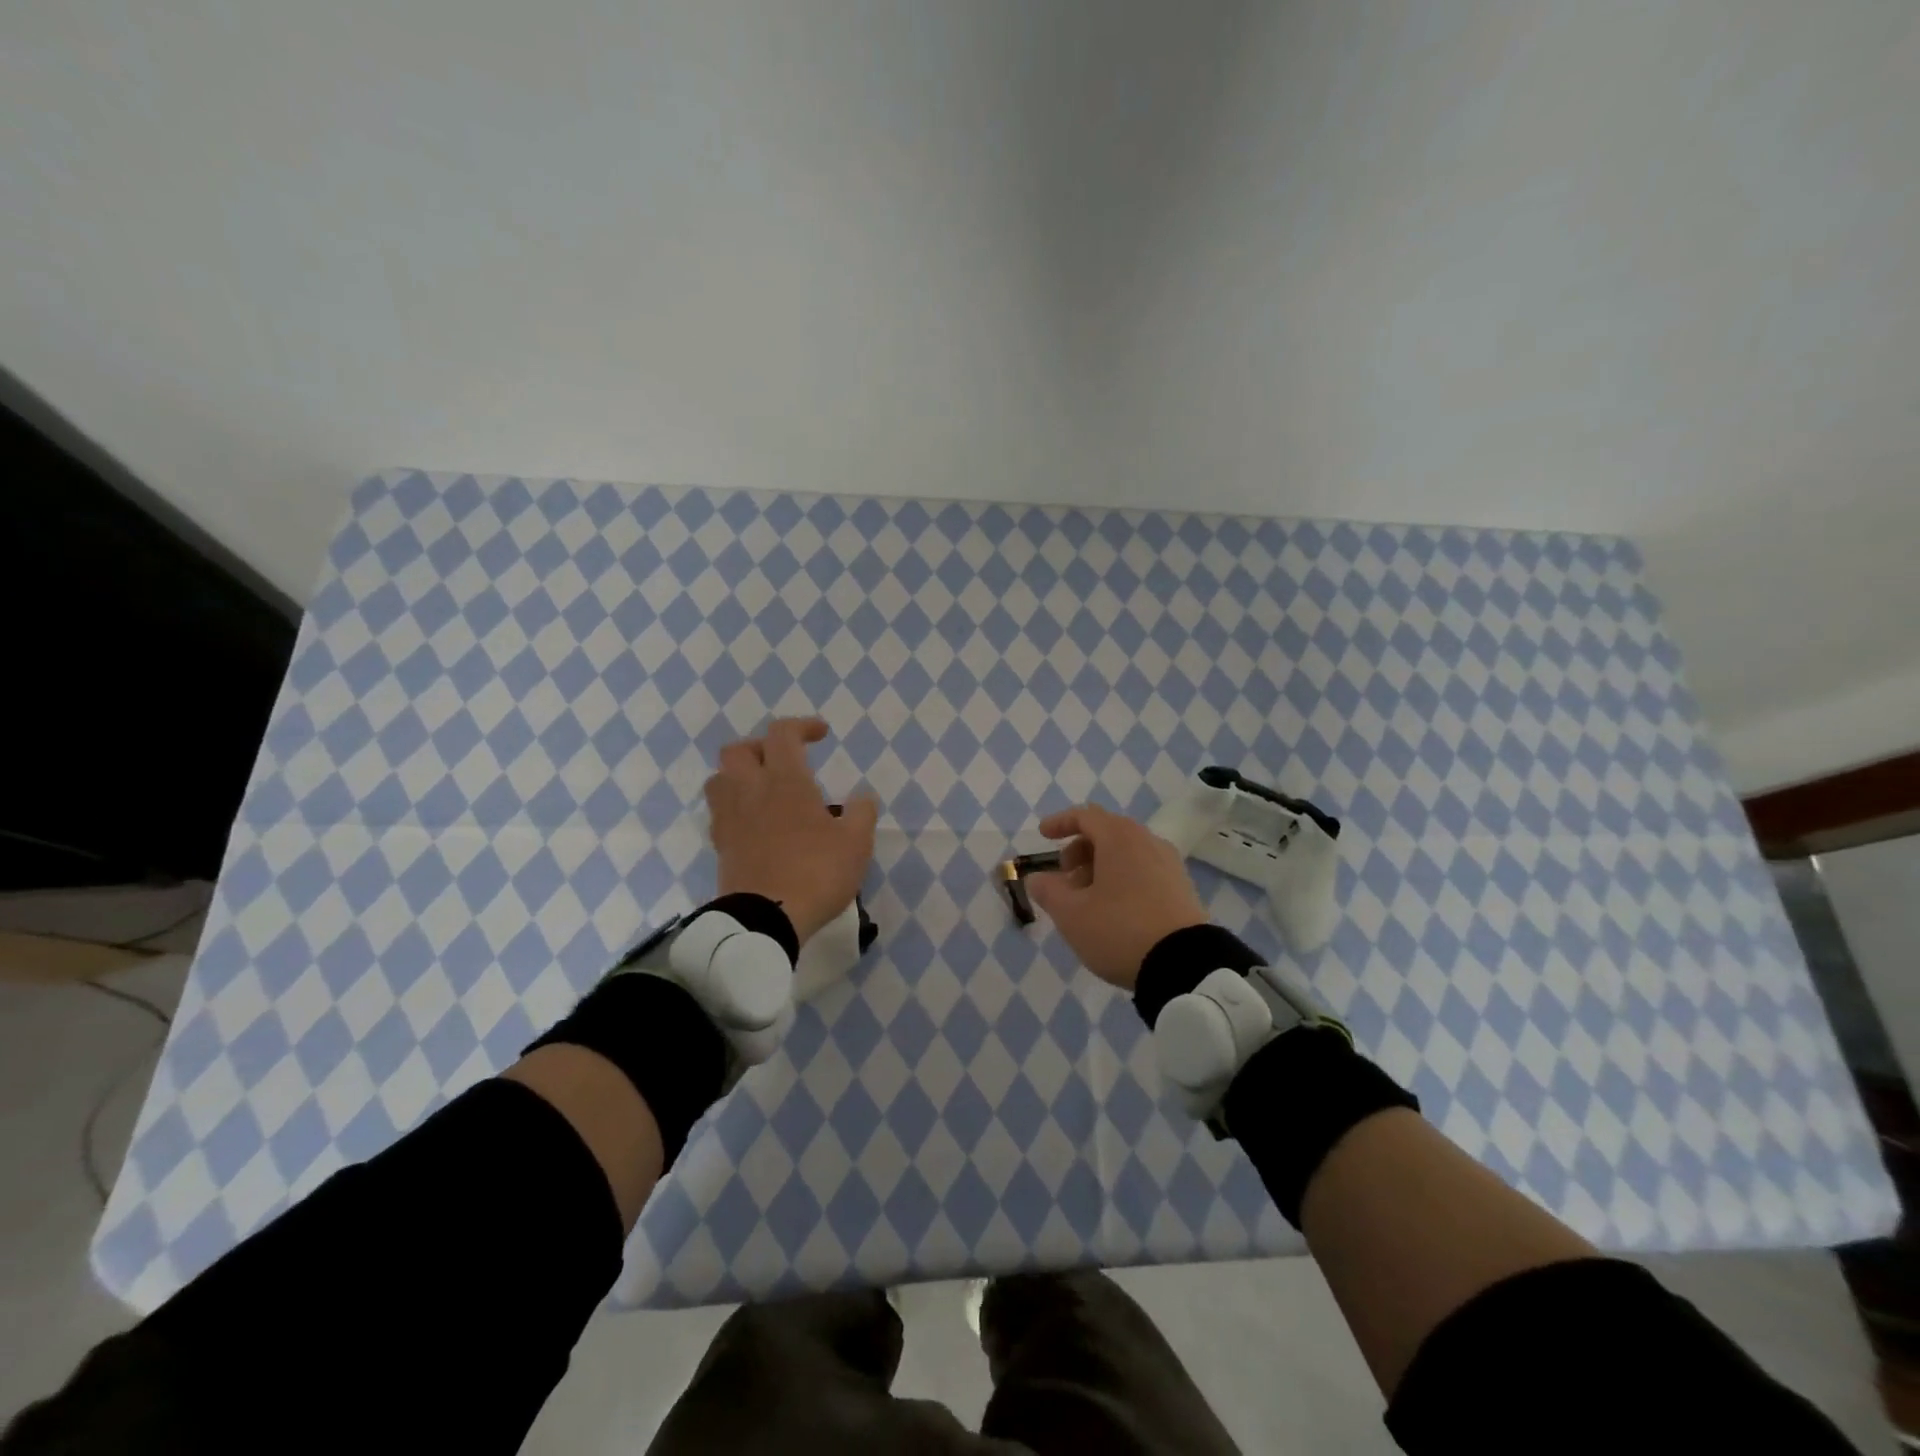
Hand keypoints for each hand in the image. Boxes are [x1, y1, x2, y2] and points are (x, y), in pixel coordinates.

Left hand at [704, 717, 877, 944]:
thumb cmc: (817, 873)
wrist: (766, 920)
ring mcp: (730, 819)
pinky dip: (735, 808)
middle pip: (738, 750)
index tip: (821, 735)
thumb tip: (862, 799)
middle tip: (784, 762)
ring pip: (720, 779)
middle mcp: (751, 791)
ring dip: (739, 776)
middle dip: (761, 747)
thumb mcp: (856, 843)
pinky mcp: (721, 846)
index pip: (783, 734)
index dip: (802, 726)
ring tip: (763, 790)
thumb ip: (862, 814)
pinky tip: (755, 824)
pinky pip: (719, 813)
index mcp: (785, 781)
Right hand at [1026, 804, 1208, 989]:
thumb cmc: (1119, 930)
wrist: (1185, 964)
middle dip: (1081, 849)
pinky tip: (1115, 909)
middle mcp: (1147, 841)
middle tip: (1065, 876)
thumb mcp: (1071, 914)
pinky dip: (1123, 877)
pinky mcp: (1183, 887)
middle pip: (1108, 832)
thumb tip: (1037, 878)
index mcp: (1119, 838)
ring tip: (1087, 898)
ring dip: (1101, 866)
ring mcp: (1169, 864)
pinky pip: (1145, 869)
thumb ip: (1048, 891)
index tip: (1043, 836)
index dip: (1060, 822)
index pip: (1085, 816)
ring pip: (1128, 852)